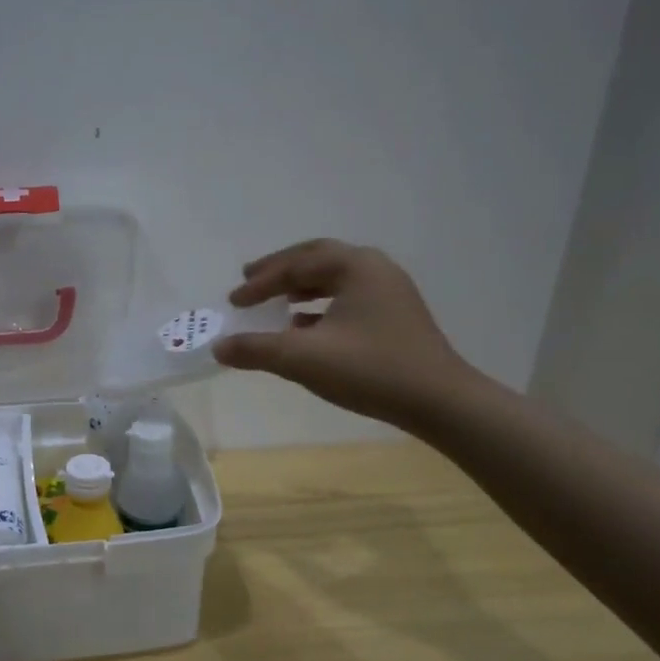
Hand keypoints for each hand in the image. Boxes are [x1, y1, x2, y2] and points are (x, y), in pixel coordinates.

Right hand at [213, 239, 473, 428]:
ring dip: (300, 286)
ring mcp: (390, 291)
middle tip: (249, 279)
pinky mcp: (396, 316)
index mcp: (355, 266)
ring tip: (276, 300)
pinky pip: (348, 298)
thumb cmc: (371, 370)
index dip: (259, 283)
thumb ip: (256, 350)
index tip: (233, 301)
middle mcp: (374, 268)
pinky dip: (320, 305)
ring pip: (334, 278)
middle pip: (316, 259)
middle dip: (280, 270)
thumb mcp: (303, 359)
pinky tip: (304, 326)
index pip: (295, 265)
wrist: (440, 402)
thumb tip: (218, 347)